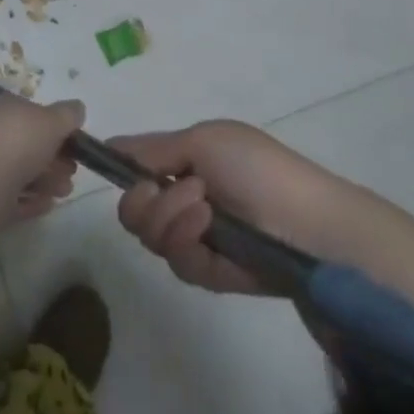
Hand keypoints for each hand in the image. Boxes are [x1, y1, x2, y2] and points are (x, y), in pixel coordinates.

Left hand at [0, 98, 83, 223]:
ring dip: (47, 181)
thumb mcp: (53, 120)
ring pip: (22, 173)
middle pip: (29, 146)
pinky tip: (46, 205)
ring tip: (63, 192)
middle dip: (55, 159)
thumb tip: (77, 109)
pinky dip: (31, 201)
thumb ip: (68, 115)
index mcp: (6, 109)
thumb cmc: (19, 143)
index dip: (57, 129)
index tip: (77, 146)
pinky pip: (12, 198)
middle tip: (72, 173)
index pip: (34, 114)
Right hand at [114, 121, 342, 294]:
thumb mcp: (204, 140)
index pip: (136, 167)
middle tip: (168, 188)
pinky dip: (186, 243)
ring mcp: (196, 237)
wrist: (307, 223)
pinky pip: (176, 262)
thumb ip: (155, 148)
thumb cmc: (257, 167)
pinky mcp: (210, 272)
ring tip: (204, 208)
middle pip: (133, 209)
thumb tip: (111, 144)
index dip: (119, 168)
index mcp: (185, 162)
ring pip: (150, 236)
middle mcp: (184, 199)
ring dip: (170, 217)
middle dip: (143, 200)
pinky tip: (207, 232)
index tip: (106, 166)